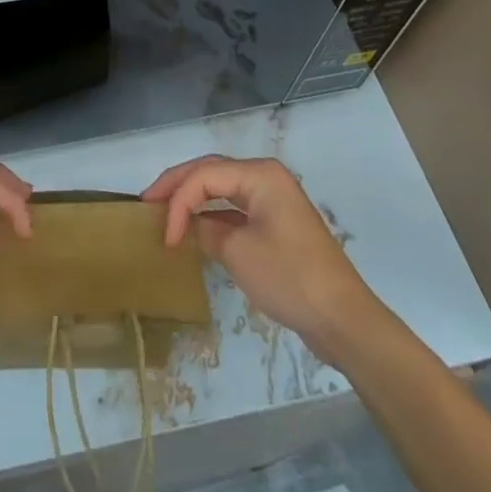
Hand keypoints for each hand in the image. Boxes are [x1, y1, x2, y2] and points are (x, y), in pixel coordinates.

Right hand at [142, 155, 378, 365]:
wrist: (343, 320)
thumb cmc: (290, 278)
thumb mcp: (238, 253)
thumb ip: (207, 231)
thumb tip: (191, 227)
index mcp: (259, 174)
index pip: (204, 175)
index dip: (177, 200)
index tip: (165, 236)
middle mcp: (266, 177)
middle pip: (211, 172)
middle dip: (178, 187)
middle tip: (147, 203)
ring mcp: (273, 200)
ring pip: (222, 189)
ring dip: (193, 200)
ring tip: (164, 213)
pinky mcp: (276, 224)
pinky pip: (235, 209)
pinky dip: (213, 217)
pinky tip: (195, 231)